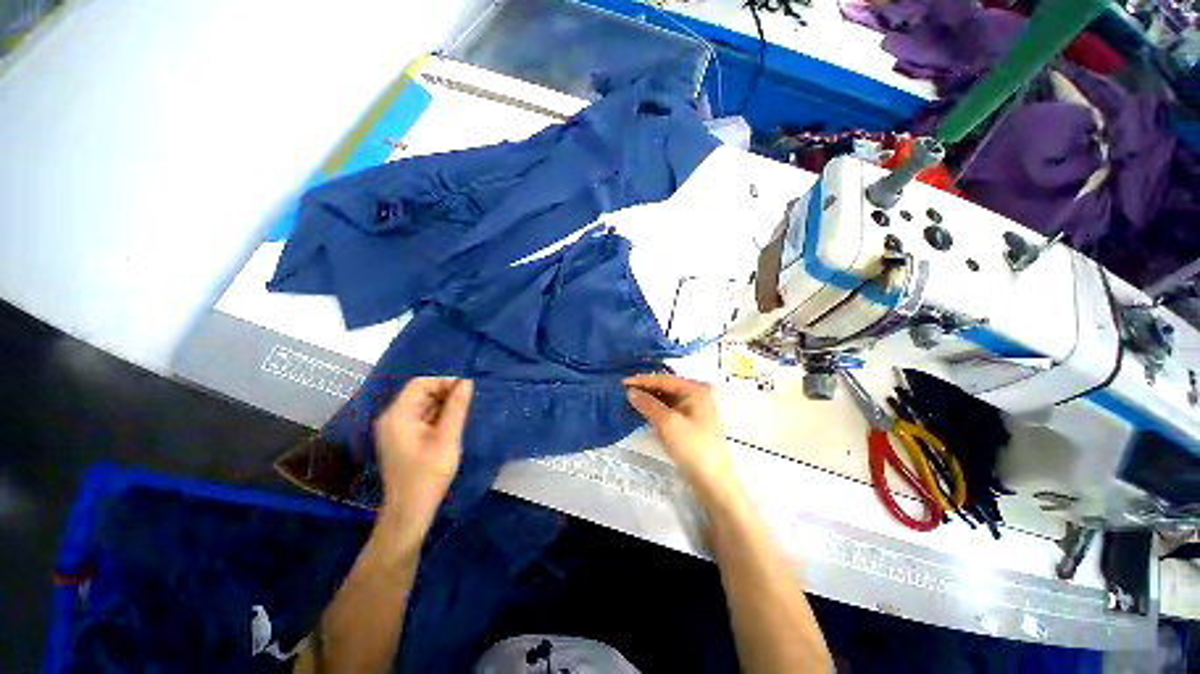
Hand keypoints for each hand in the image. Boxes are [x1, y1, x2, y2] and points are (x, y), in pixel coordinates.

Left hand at [373, 377, 472, 539]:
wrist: (410, 511)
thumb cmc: (428, 473)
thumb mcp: (447, 437)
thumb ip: (456, 407)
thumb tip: (467, 382)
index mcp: (398, 415)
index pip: (420, 384)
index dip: (444, 382)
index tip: (466, 391)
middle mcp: (392, 418)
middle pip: (420, 393)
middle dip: (444, 394)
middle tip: (465, 406)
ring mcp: (395, 429)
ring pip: (422, 405)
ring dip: (442, 406)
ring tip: (459, 418)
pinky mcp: (401, 439)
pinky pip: (420, 418)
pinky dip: (437, 418)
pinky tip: (449, 428)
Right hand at [624, 374, 742, 506]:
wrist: (713, 481)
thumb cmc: (692, 446)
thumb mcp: (667, 422)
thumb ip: (648, 404)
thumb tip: (630, 392)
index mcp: (696, 390)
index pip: (664, 379)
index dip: (642, 380)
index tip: (622, 382)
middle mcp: (696, 395)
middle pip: (666, 388)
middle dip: (645, 389)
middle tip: (623, 391)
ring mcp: (694, 411)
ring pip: (666, 400)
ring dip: (649, 400)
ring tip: (629, 401)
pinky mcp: (690, 424)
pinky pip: (669, 411)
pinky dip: (655, 411)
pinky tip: (642, 412)